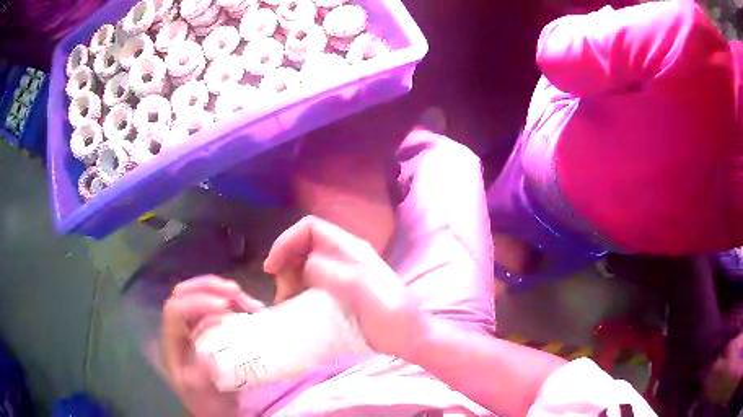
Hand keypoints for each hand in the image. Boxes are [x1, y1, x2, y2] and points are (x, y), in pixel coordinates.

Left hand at [162, 276, 264, 416]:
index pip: (176, 310)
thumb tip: (209, 356)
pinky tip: (250, 309)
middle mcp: (180, 328)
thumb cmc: (205, 401)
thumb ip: (201, 377)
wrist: (214, 409)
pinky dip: (233, 302)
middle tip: (236, 291)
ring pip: (200, 295)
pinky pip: (216, 306)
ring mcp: (193, 326)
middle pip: (184, 293)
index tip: (225, 307)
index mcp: (172, 342)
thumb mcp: (201, 393)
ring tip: (248, 301)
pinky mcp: (208, 328)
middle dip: (209, 286)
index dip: (197, 302)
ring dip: (223, 291)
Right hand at [264, 216, 428, 359]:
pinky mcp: (338, 292)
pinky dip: (296, 291)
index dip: (287, 240)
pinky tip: (296, 307)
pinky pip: (309, 283)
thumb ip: (345, 277)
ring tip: (287, 302)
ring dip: (288, 279)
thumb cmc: (396, 319)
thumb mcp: (375, 298)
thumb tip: (309, 263)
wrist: (410, 339)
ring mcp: (341, 274)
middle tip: (283, 293)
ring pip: (303, 264)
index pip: (311, 228)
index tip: (272, 268)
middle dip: (285, 263)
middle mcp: (344, 257)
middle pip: (303, 245)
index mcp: (353, 251)